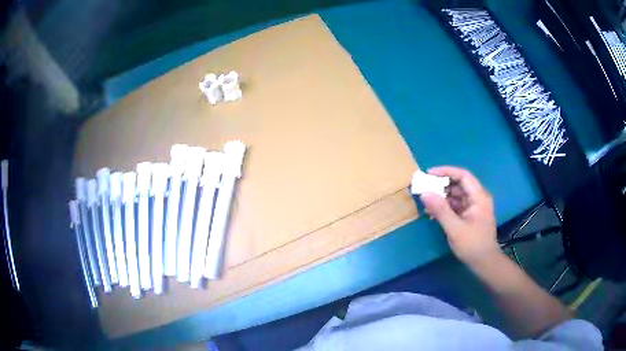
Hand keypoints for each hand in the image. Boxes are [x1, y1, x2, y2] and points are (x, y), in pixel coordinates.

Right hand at [420, 166, 500, 264]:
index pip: (463, 176)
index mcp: (479, 197)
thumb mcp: (455, 228)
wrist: (484, 263)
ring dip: (442, 197)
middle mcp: (478, 198)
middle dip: (441, 185)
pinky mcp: (469, 216)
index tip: (429, 173)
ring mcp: (474, 207)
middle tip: (425, 188)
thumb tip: (424, 193)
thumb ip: (440, 210)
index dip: (446, 171)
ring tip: (427, 203)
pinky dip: (445, 207)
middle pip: (459, 184)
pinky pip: (456, 205)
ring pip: (456, 195)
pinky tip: (433, 213)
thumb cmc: (473, 245)